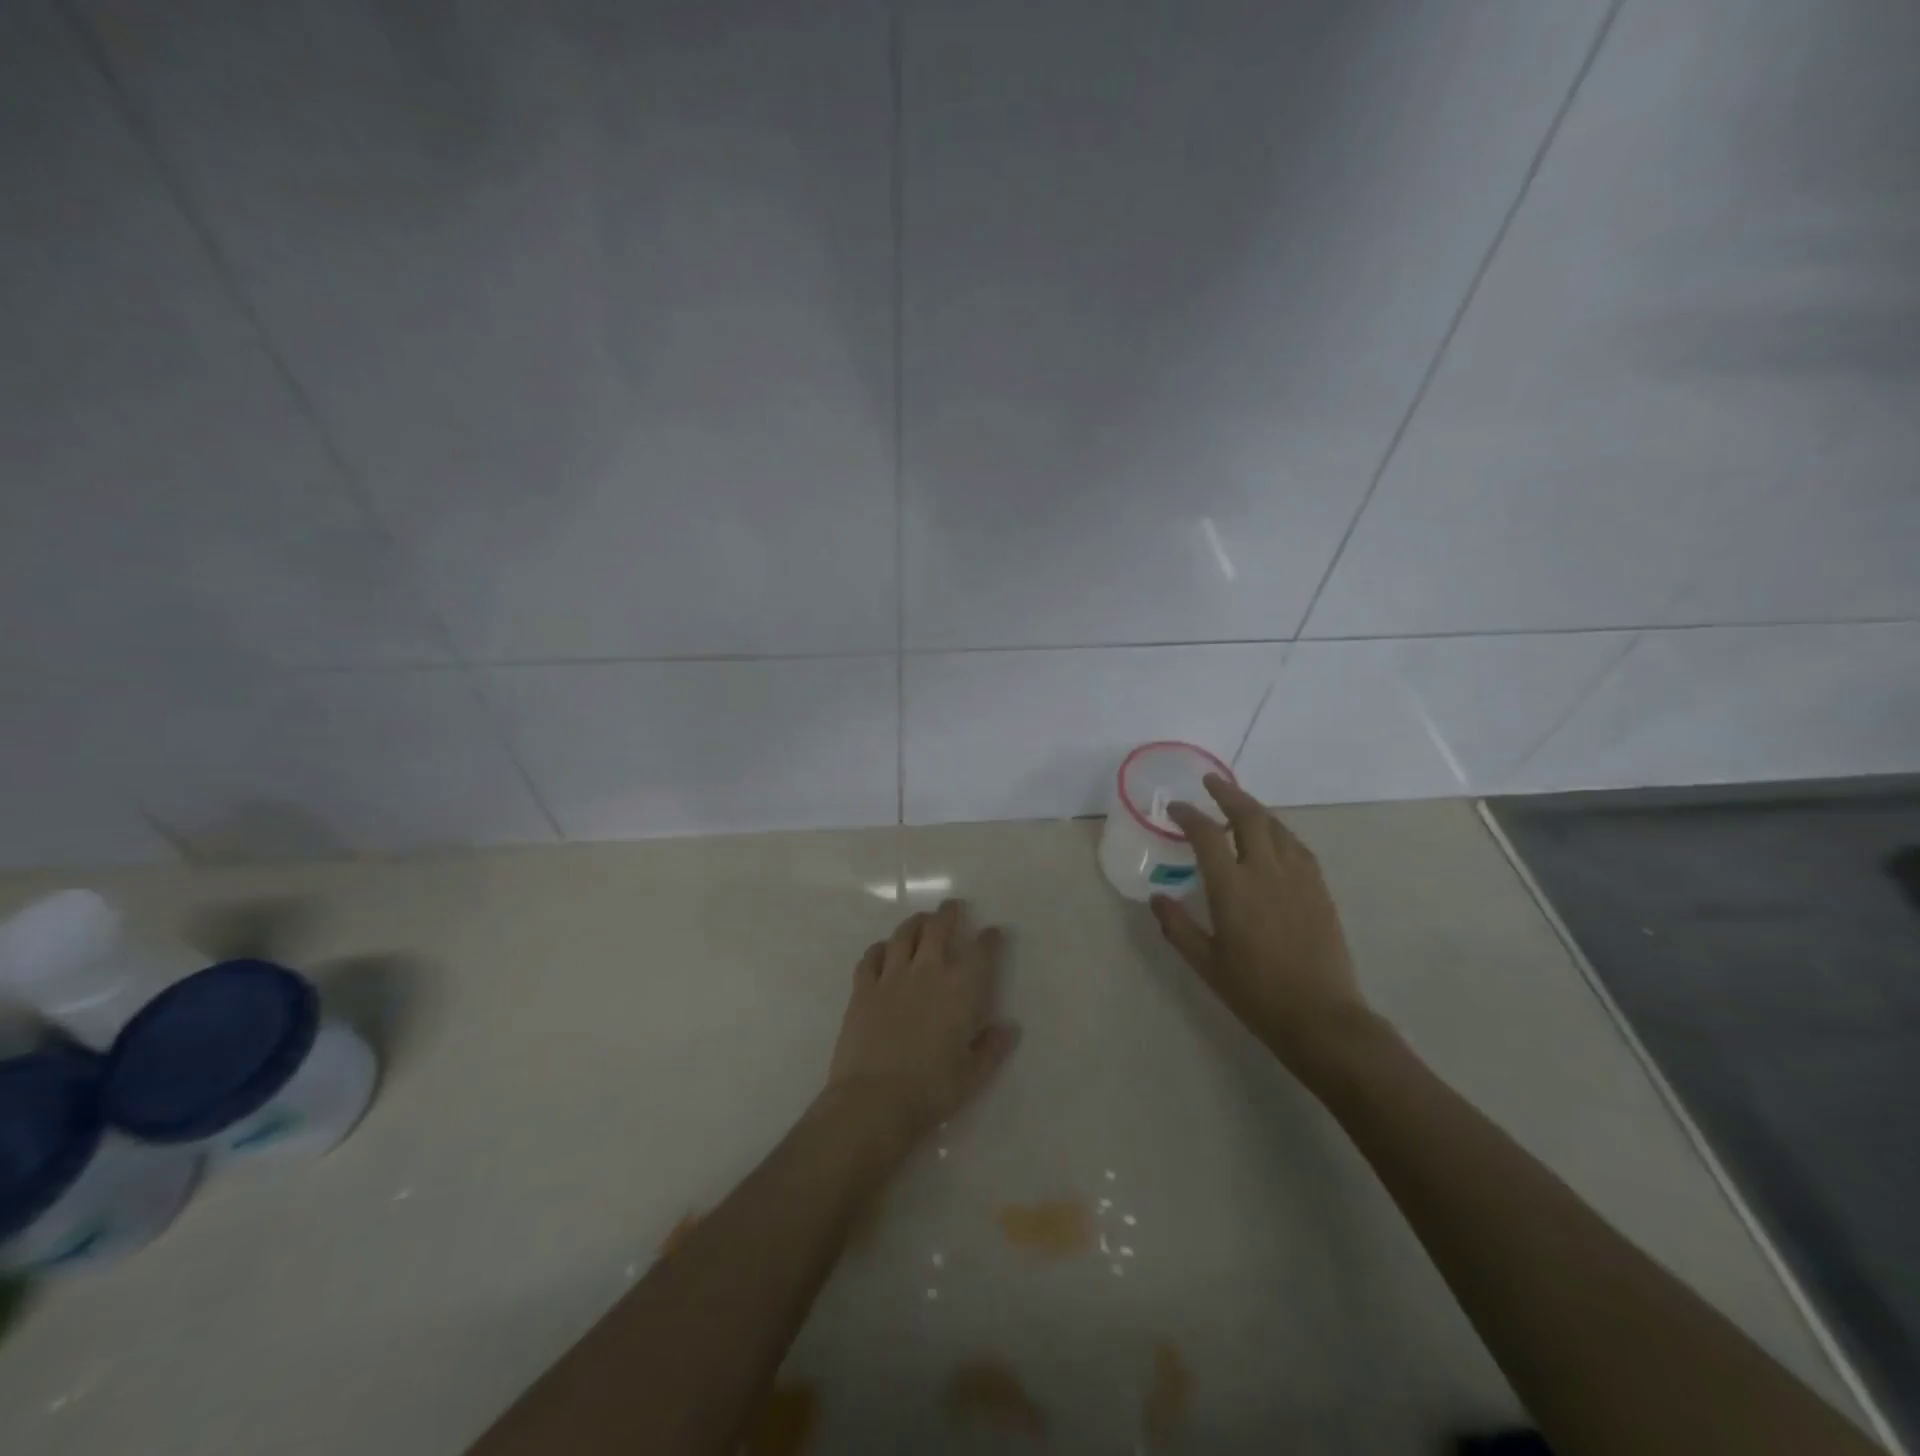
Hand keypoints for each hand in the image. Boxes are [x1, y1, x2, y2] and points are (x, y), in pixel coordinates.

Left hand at [822, 899, 1020, 1145]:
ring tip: (921, 920)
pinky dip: (879, 948)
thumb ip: (992, 1048)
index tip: (992, 932)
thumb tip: (1009, 1027)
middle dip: (948, 914)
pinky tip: (883, 949)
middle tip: (952, 907)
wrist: (874, 1101)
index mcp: (961, 990)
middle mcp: (928, 972)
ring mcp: (891, 976)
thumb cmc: (931, 1090)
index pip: (981, 952)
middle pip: (938, 928)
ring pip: (903, 935)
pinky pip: (871, 957)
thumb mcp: (973, 1075)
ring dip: (915, 923)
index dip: (989, 939)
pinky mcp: (863, 988)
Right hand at [1151, 775, 1375, 1072]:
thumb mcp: (1205, 963)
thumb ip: (1177, 926)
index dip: (1189, 815)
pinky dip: (1279, 832)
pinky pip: (1297, 846)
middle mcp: (1266, 871)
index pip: (1206, 834)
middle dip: (1227, 794)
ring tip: (1239, 805)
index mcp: (1232, 888)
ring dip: (1255, 809)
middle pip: (1248, 816)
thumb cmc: (1255, 992)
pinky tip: (1273, 838)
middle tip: (1211, 783)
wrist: (1321, 1017)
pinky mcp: (1319, 889)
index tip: (1176, 809)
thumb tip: (1157, 897)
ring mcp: (1298, 877)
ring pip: (1276, 827)